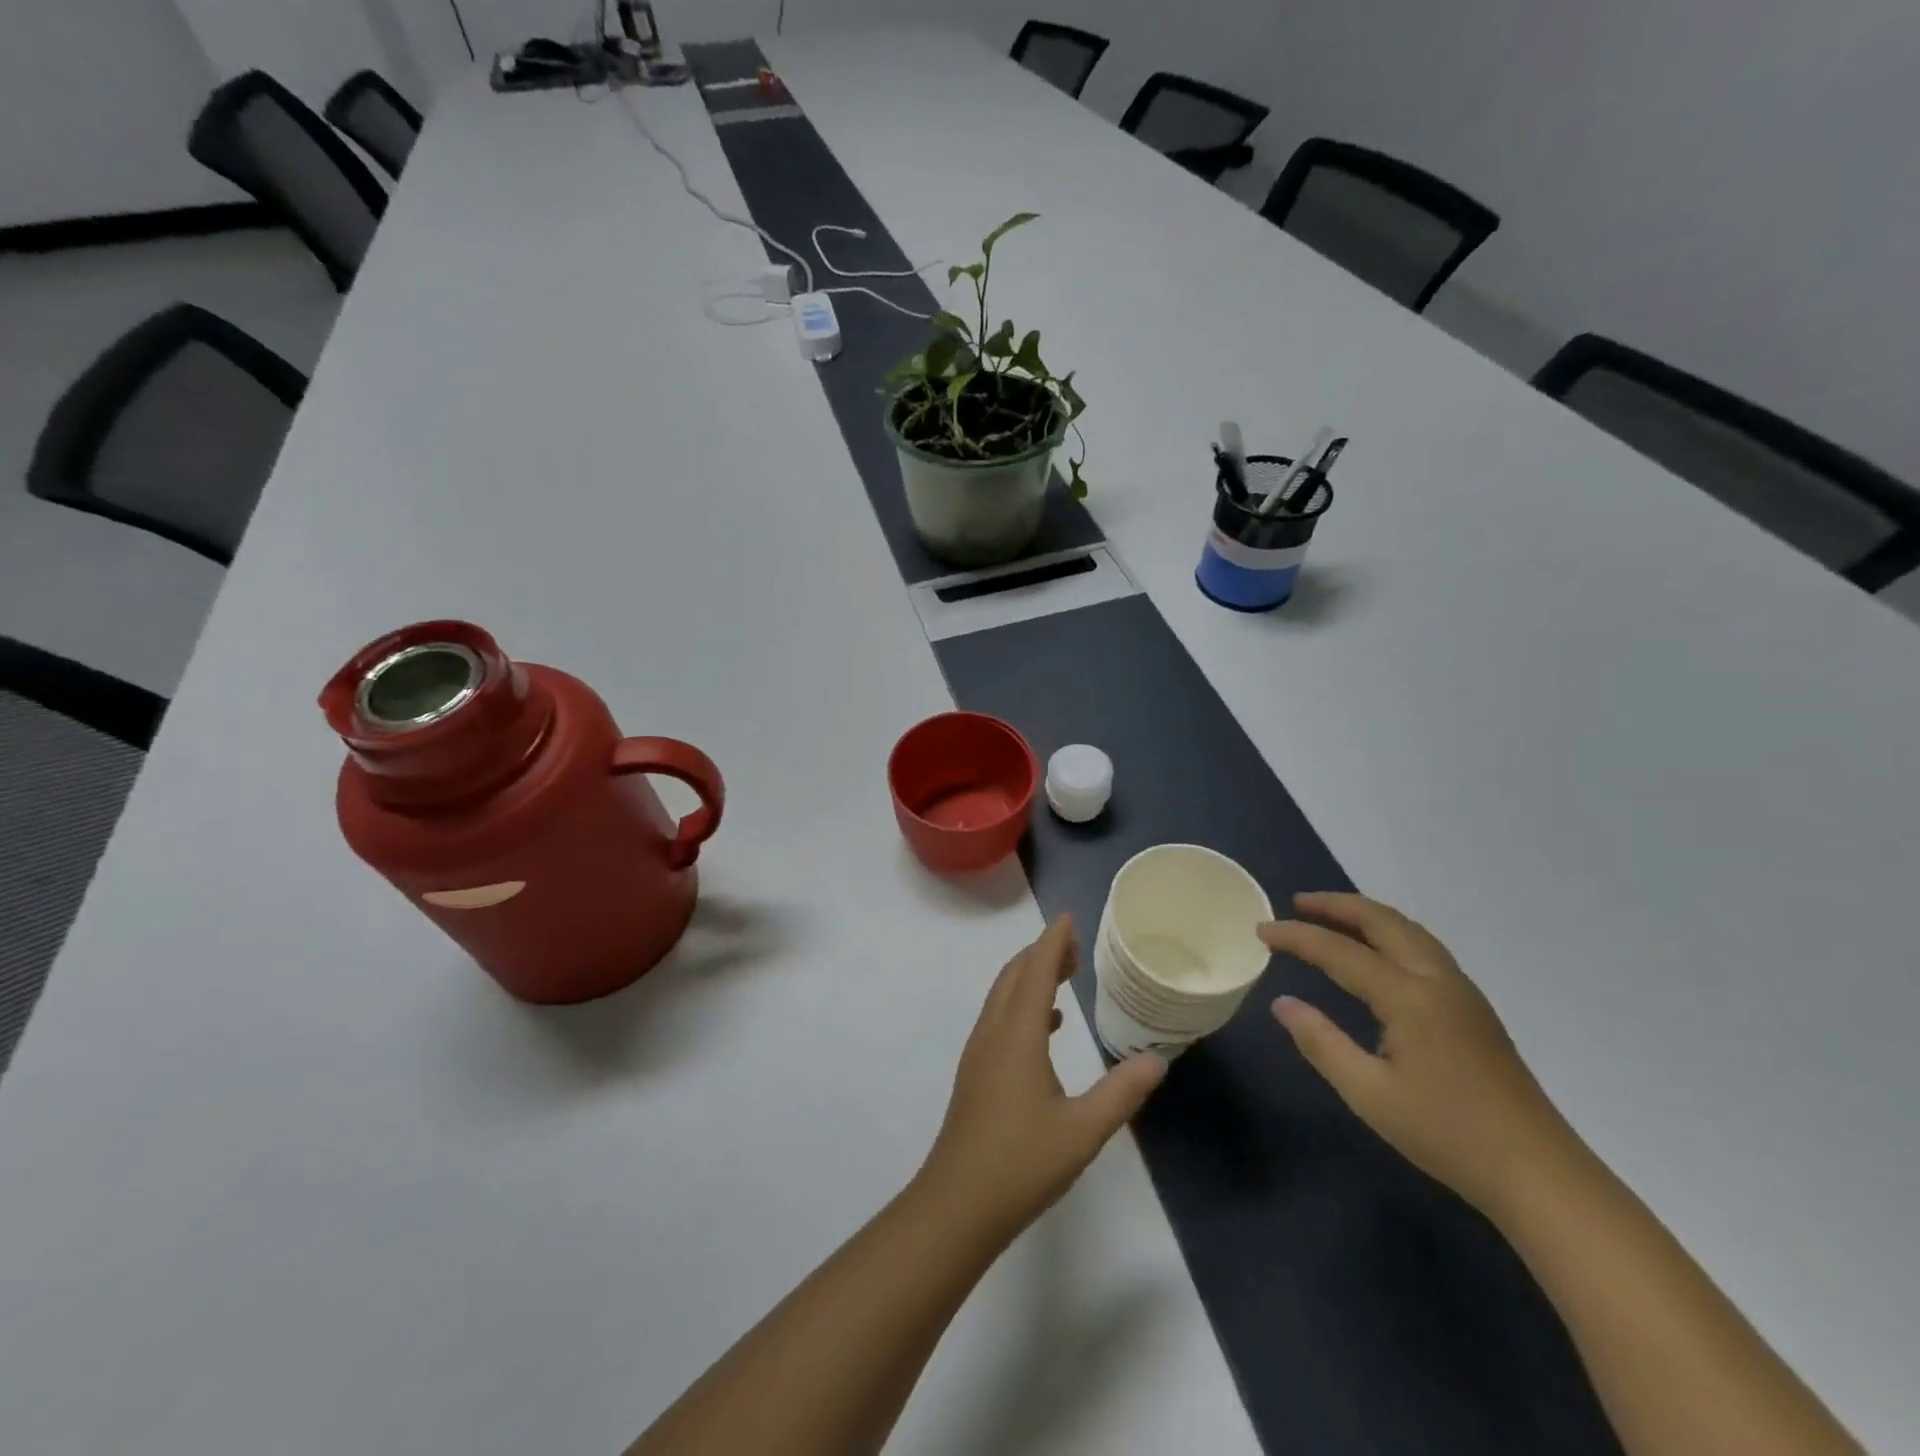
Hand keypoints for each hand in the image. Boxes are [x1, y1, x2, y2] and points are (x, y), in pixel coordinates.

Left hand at [920, 916, 1166, 1241]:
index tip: (1068, 918)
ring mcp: (980, 1052)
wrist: (958, 1204)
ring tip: (1066, 976)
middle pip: (1015, 975)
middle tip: (1076, 947)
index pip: (1036, 971)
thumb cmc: (1021, 1163)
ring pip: (1003, 995)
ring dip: (1031, 977)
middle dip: (1042, 953)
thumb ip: (1122, 1092)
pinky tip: (1048, 1028)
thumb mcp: (1083, 1130)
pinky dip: (1023, 1004)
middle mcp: (994, 1032)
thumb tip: (1156, 1059)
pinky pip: (1000, 1017)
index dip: (1053, 941)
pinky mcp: (976, 1072)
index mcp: (1018, 1034)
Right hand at [1261, 892, 1577, 1216]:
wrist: (1539, 1174)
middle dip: (1338, 905)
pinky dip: (1390, 934)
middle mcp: (1437, 981)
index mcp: (1409, 997)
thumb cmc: (1448, 1134)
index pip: (1340, 951)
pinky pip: (1424, 949)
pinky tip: (1378, 954)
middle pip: (1384, 922)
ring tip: (1332, 918)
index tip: (1261, 930)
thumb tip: (1282, 1003)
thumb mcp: (1369, 1094)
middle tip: (1298, 903)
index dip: (1297, 937)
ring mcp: (1462, 993)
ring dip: (1367, 916)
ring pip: (1410, 932)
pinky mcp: (1474, 1010)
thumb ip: (1321, 1042)